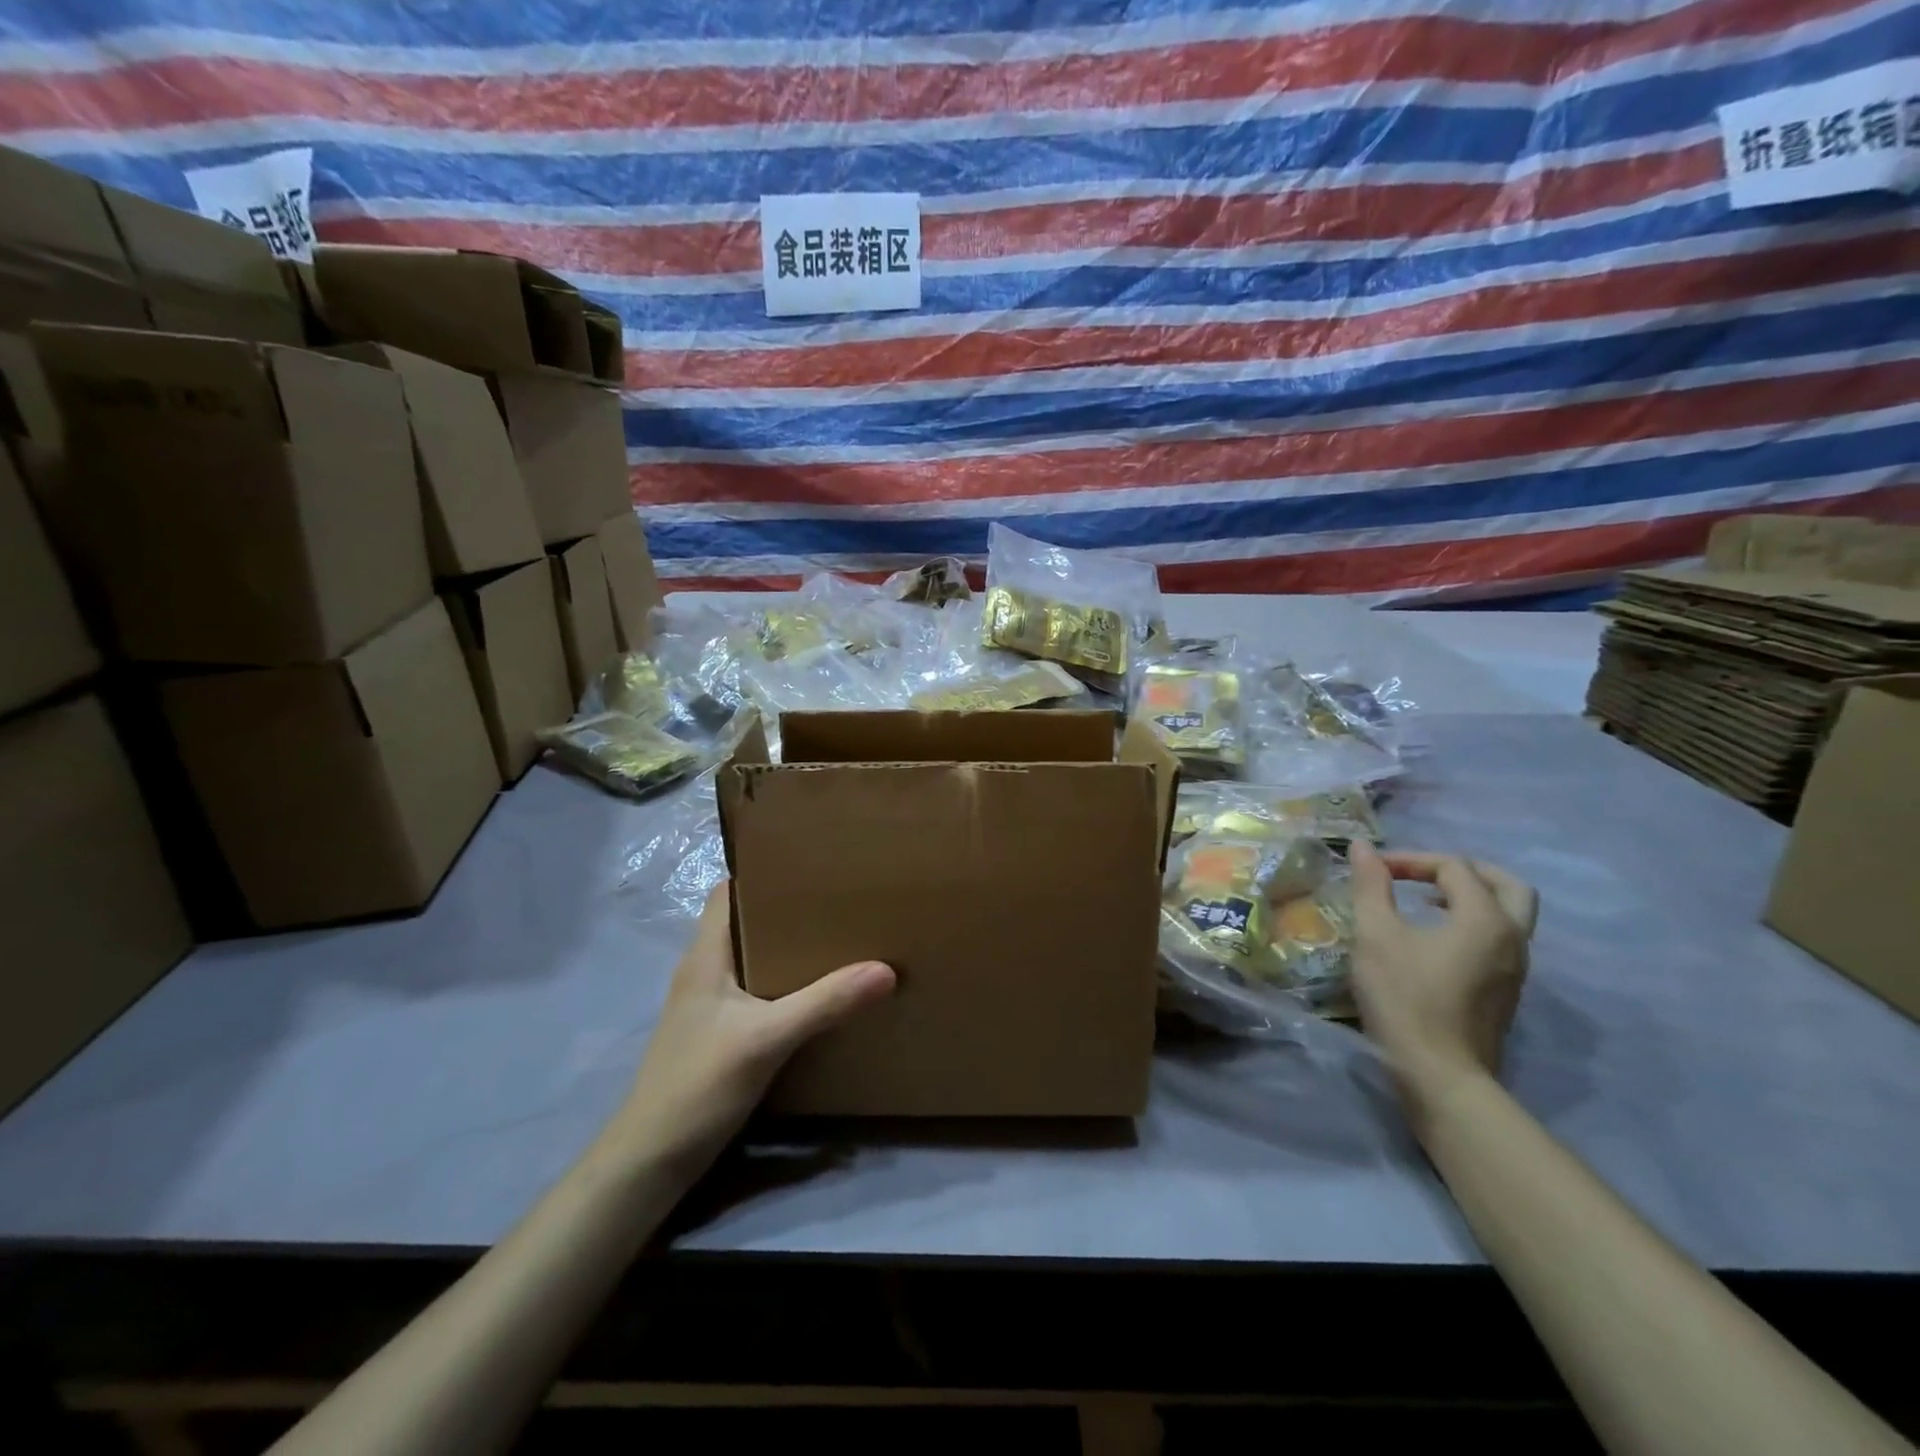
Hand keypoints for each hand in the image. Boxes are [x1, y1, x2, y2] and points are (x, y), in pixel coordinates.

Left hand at [609, 884, 893, 1177]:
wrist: (651, 1162)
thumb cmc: (698, 1085)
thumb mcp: (766, 1039)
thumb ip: (824, 1003)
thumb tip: (886, 969)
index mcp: (706, 956)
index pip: (728, 892)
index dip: (762, 873)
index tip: (811, 864)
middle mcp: (705, 972)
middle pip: (746, 923)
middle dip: (789, 909)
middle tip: (839, 899)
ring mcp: (710, 1006)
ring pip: (753, 959)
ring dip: (789, 948)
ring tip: (839, 937)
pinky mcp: (720, 1035)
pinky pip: (757, 993)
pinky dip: (785, 984)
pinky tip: (818, 992)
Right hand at [1347, 843, 1538, 1113]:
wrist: (1439, 1074)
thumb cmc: (1404, 998)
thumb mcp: (1376, 935)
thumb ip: (1371, 886)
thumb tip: (1362, 847)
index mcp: (1485, 918)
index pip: (1455, 867)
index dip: (1412, 860)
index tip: (1373, 870)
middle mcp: (1513, 938)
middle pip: (1506, 884)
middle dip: (1463, 870)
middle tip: (1423, 873)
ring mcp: (1516, 968)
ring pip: (1509, 914)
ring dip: (1471, 897)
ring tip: (1426, 901)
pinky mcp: (1506, 991)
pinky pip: (1500, 939)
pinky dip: (1473, 923)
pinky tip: (1435, 937)